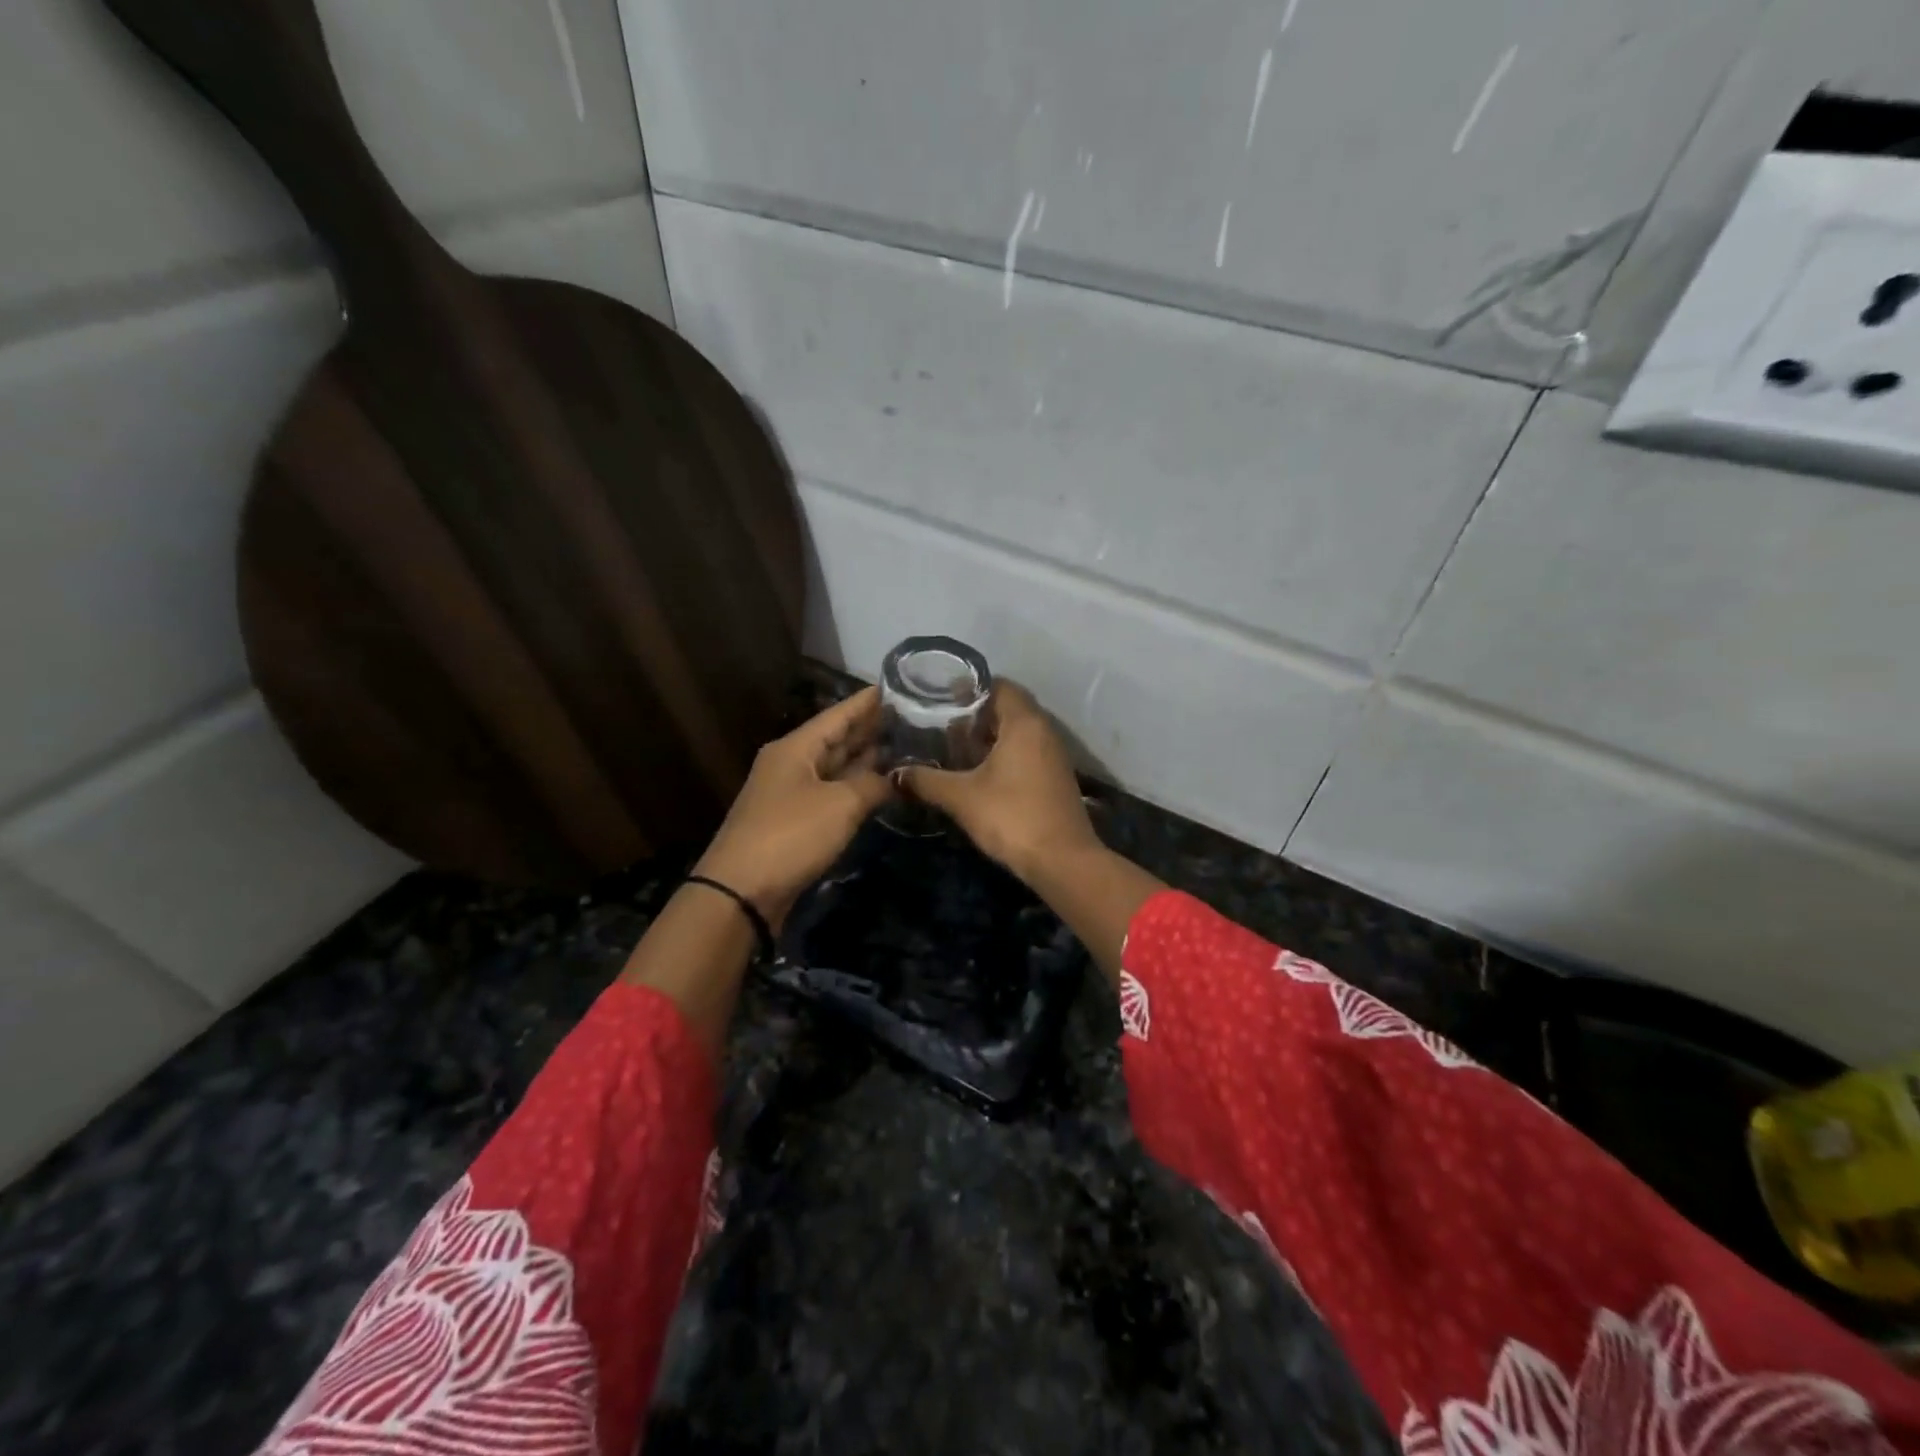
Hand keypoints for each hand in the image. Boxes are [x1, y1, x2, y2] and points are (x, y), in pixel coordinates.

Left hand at [694, 687, 893, 927]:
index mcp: (795, 748)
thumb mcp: (840, 804)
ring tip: (906, 747)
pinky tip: (883, 787)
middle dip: (872, 729)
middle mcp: (792, 764)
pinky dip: (857, 788)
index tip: (898, 686)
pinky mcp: (796, 822)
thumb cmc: (791, 835)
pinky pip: (833, 794)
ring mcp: (793, 794)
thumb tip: (899, 776)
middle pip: (837, 739)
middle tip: (913, 717)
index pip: (838, 714)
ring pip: (836, 768)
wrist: (741, 892)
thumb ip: (873, 784)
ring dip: (867, 759)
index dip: (868, 701)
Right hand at [897, 682, 1099, 880]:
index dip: (969, 688)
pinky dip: (1003, 754)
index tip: (940, 698)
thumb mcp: (961, 797)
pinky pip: (1026, 752)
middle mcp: (1044, 731)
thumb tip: (895, 774)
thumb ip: (926, 781)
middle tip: (941, 724)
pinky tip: (978, 774)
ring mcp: (1053, 755)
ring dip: (989, 737)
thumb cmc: (1012, 816)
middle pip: (1008, 708)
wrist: (1062, 861)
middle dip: (975, 715)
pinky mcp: (1055, 778)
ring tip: (954, 748)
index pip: (999, 686)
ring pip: (1017, 733)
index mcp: (1024, 723)